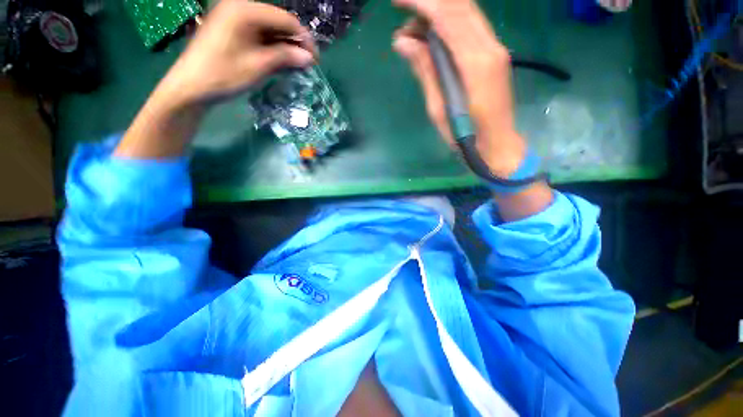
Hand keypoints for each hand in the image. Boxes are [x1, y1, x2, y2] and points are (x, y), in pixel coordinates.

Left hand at [116, 0, 315, 158]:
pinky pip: (259, 36)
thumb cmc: (224, 75)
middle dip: (295, 44)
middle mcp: (240, 8)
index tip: (315, 60)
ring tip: (296, 66)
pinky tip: (281, 62)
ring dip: (285, 48)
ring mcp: (234, 18)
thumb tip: (309, 58)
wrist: (191, 87)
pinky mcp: (232, 30)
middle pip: (278, 23)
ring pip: (270, 30)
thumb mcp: (258, 66)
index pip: (286, 19)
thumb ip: (285, 57)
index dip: (304, 39)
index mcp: (245, 10)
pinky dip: (272, 49)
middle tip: (307, 65)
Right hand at [392, 0, 524, 176]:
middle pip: (460, 6)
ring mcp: (496, 49)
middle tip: (402, 9)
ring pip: (467, 13)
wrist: (496, 146)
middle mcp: (490, 47)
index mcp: (475, 63)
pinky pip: (471, 28)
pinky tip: (433, 37)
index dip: (422, 2)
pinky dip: (450, 24)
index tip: (398, 0)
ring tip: (413, 31)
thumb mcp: (438, 109)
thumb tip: (403, 41)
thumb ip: (425, 71)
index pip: (447, 16)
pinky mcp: (494, 56)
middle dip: (429, 1)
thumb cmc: (464, 136)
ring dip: (438, 12)